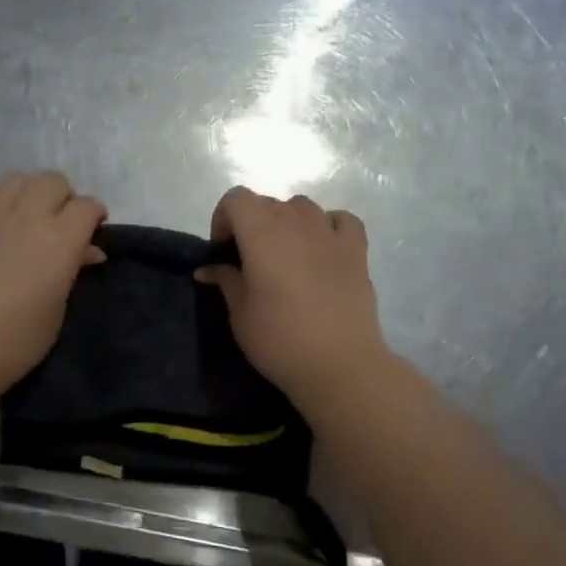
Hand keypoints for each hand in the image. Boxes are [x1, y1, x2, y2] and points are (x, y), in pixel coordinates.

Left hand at [0, 172, 106, 391]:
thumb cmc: (19, 338)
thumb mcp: (58, 307)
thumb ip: (73, 269)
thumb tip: (89, 251)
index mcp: (60, 239)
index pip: (87, 206)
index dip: (95, 215)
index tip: (94, 230)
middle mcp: (28, 216)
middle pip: (53, 181)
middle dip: (64, 197)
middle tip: (62, 223)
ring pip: (19, 179)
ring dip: (31, 192)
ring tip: (29, 217)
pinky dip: (0, 200)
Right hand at [197, 187, 390, 407]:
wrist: (340, 366)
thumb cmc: (280, 341)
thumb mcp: (240, 315)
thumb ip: (225, 281)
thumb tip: (208, 269)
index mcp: (263, 235)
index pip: (237, 198)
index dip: (224, 218)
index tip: (223, 251)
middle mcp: (297, 224)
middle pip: (268, 202)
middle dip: (251, 223)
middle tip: (248, 259)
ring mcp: (331, 234)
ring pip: (303, 206)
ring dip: (287, 221)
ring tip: (285, 254)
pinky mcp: (357, 250)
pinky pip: (340, 220)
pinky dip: (327, 225)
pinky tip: (322, 247)